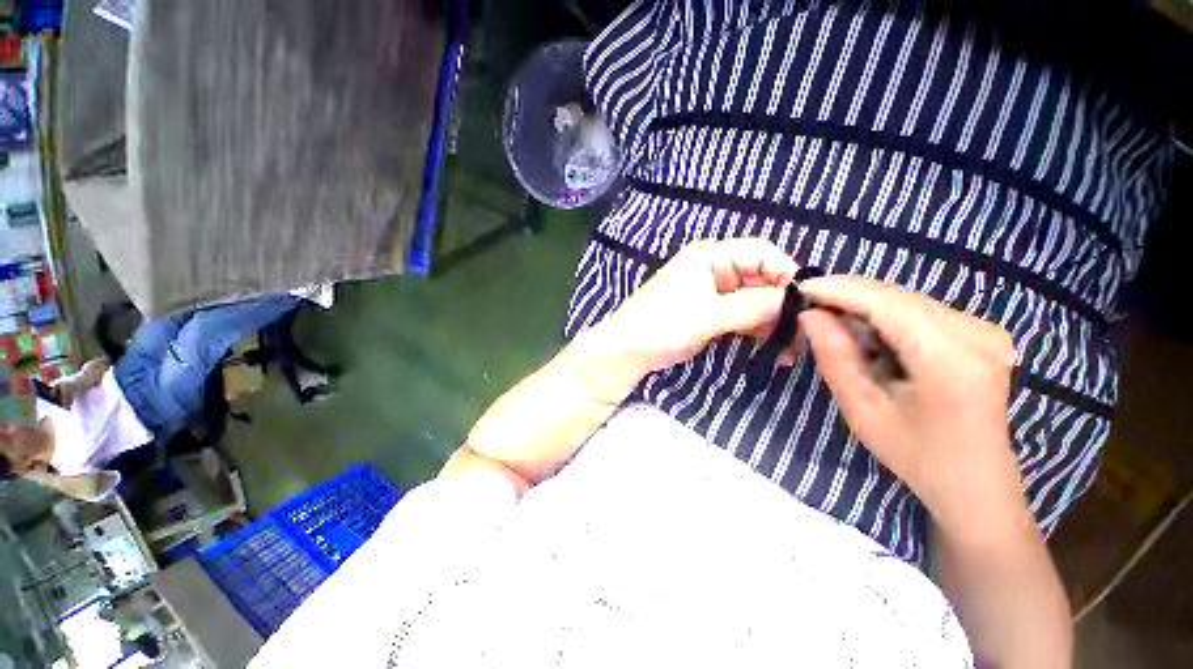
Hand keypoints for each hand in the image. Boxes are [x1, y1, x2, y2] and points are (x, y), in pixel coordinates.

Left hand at [572, 239, 796, 402]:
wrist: (628, 350)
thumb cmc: (662, 325)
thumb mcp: (707, 315)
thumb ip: (750, 306)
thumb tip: (792, 299)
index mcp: (710, 256)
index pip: (760, 252)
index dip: (785, 272)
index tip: (805, 301)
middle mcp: (714, 269)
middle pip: (760, 277)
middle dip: (780, 303)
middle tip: (801, 333)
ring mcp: (713, 293)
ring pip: (753, 300)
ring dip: (771, 321)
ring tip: (789, 349)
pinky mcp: (711, 313)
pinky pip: (742, 316)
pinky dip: (756, 330)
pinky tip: (771, 349)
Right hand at [797, 275, 1026, 536]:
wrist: (975, 484)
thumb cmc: (915, 454)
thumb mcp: (862, 409)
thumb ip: (835, 357)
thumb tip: (810, 315)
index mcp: (951, 359)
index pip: (888, 304)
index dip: (841, 289)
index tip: (800, 286)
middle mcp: (978, 334)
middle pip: (899, 297)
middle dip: (849, 296)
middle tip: (808, 306)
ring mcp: (986, 331)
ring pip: (909, 301)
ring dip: (866, 307)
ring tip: (832, 323)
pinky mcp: (983, 334)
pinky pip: (922, 311)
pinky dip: (887, 316)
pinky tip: (868, 335)